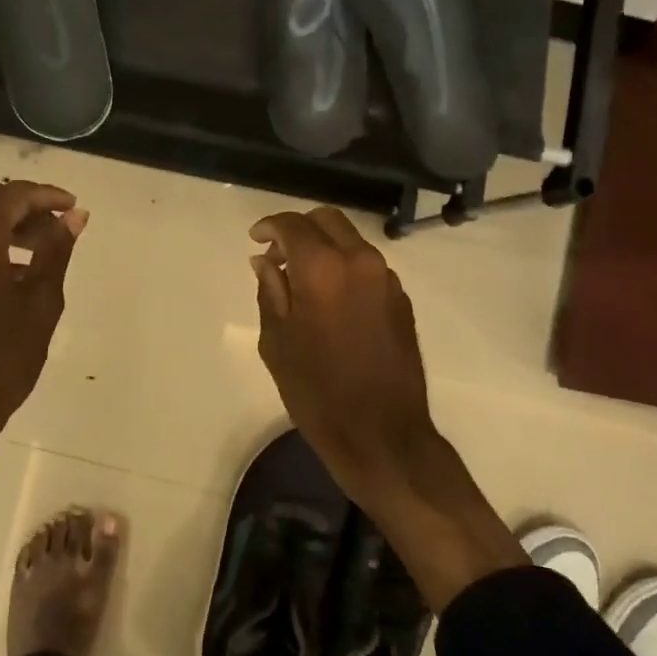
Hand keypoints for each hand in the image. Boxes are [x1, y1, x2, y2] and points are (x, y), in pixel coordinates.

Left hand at [0, 177, 85, 440]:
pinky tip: (8, 276)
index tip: (73, 208)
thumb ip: (56, 251)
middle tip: (53, 229)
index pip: (12, 194)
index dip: (46, 195)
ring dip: (2, 224)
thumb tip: (75, 216)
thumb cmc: (1, 358)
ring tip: (36, 254)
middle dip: (22, 204)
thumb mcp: (41, 303)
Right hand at [247, 206, 432, 497]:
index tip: (255, 239)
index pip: (292, 224)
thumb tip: (265, 261)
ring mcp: (386, 279)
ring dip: (323, 247)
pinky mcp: (401, 300)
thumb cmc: (316, 390)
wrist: (381, 434)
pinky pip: (367, 266)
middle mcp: (360, 261)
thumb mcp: (276, 340)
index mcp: (323, 268)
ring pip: (350, 241)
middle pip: (327, 220)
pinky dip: (344, 267)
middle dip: (299, 229)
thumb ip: (270, 290)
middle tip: (277, 255)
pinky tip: (329, 300)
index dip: (269, 226)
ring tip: (300, 279)